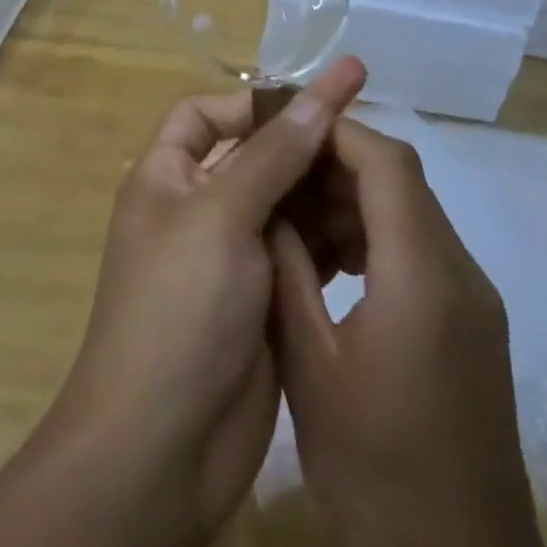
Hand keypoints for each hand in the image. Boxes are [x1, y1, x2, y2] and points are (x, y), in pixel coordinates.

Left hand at [53, 56, 367, 534]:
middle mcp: (196, 209)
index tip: (318, 98)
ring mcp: (231, 257)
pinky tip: (372, 230)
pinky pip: (300, 250)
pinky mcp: (262, 298)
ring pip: (284, 202)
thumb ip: (273, 155)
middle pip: (255, 155)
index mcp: (166, 177)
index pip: (207, 113)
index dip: (258, 100)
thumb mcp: (221, 216)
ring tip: (383, 177)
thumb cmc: (179, 311)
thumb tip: (317, 97)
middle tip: (371, 131)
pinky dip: (331, 236)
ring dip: (325, 189)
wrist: (163, 449)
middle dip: (305, 143)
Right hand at [271, 119, 546, 546]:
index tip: (281, 129)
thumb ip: (289, 274)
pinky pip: (421, 252)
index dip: (334, 132)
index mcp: (422, 274)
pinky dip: (375, 238)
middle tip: (276, 170)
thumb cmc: (377, 476)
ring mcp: (473, 301)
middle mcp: (459, 272)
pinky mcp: (472, 327)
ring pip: (411, 214)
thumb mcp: (310, 367)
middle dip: (337, 162)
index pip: (386, 162)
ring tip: (292, 213)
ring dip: (354, 200)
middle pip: (402, 180)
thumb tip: (269, 209)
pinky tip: (329, 264)